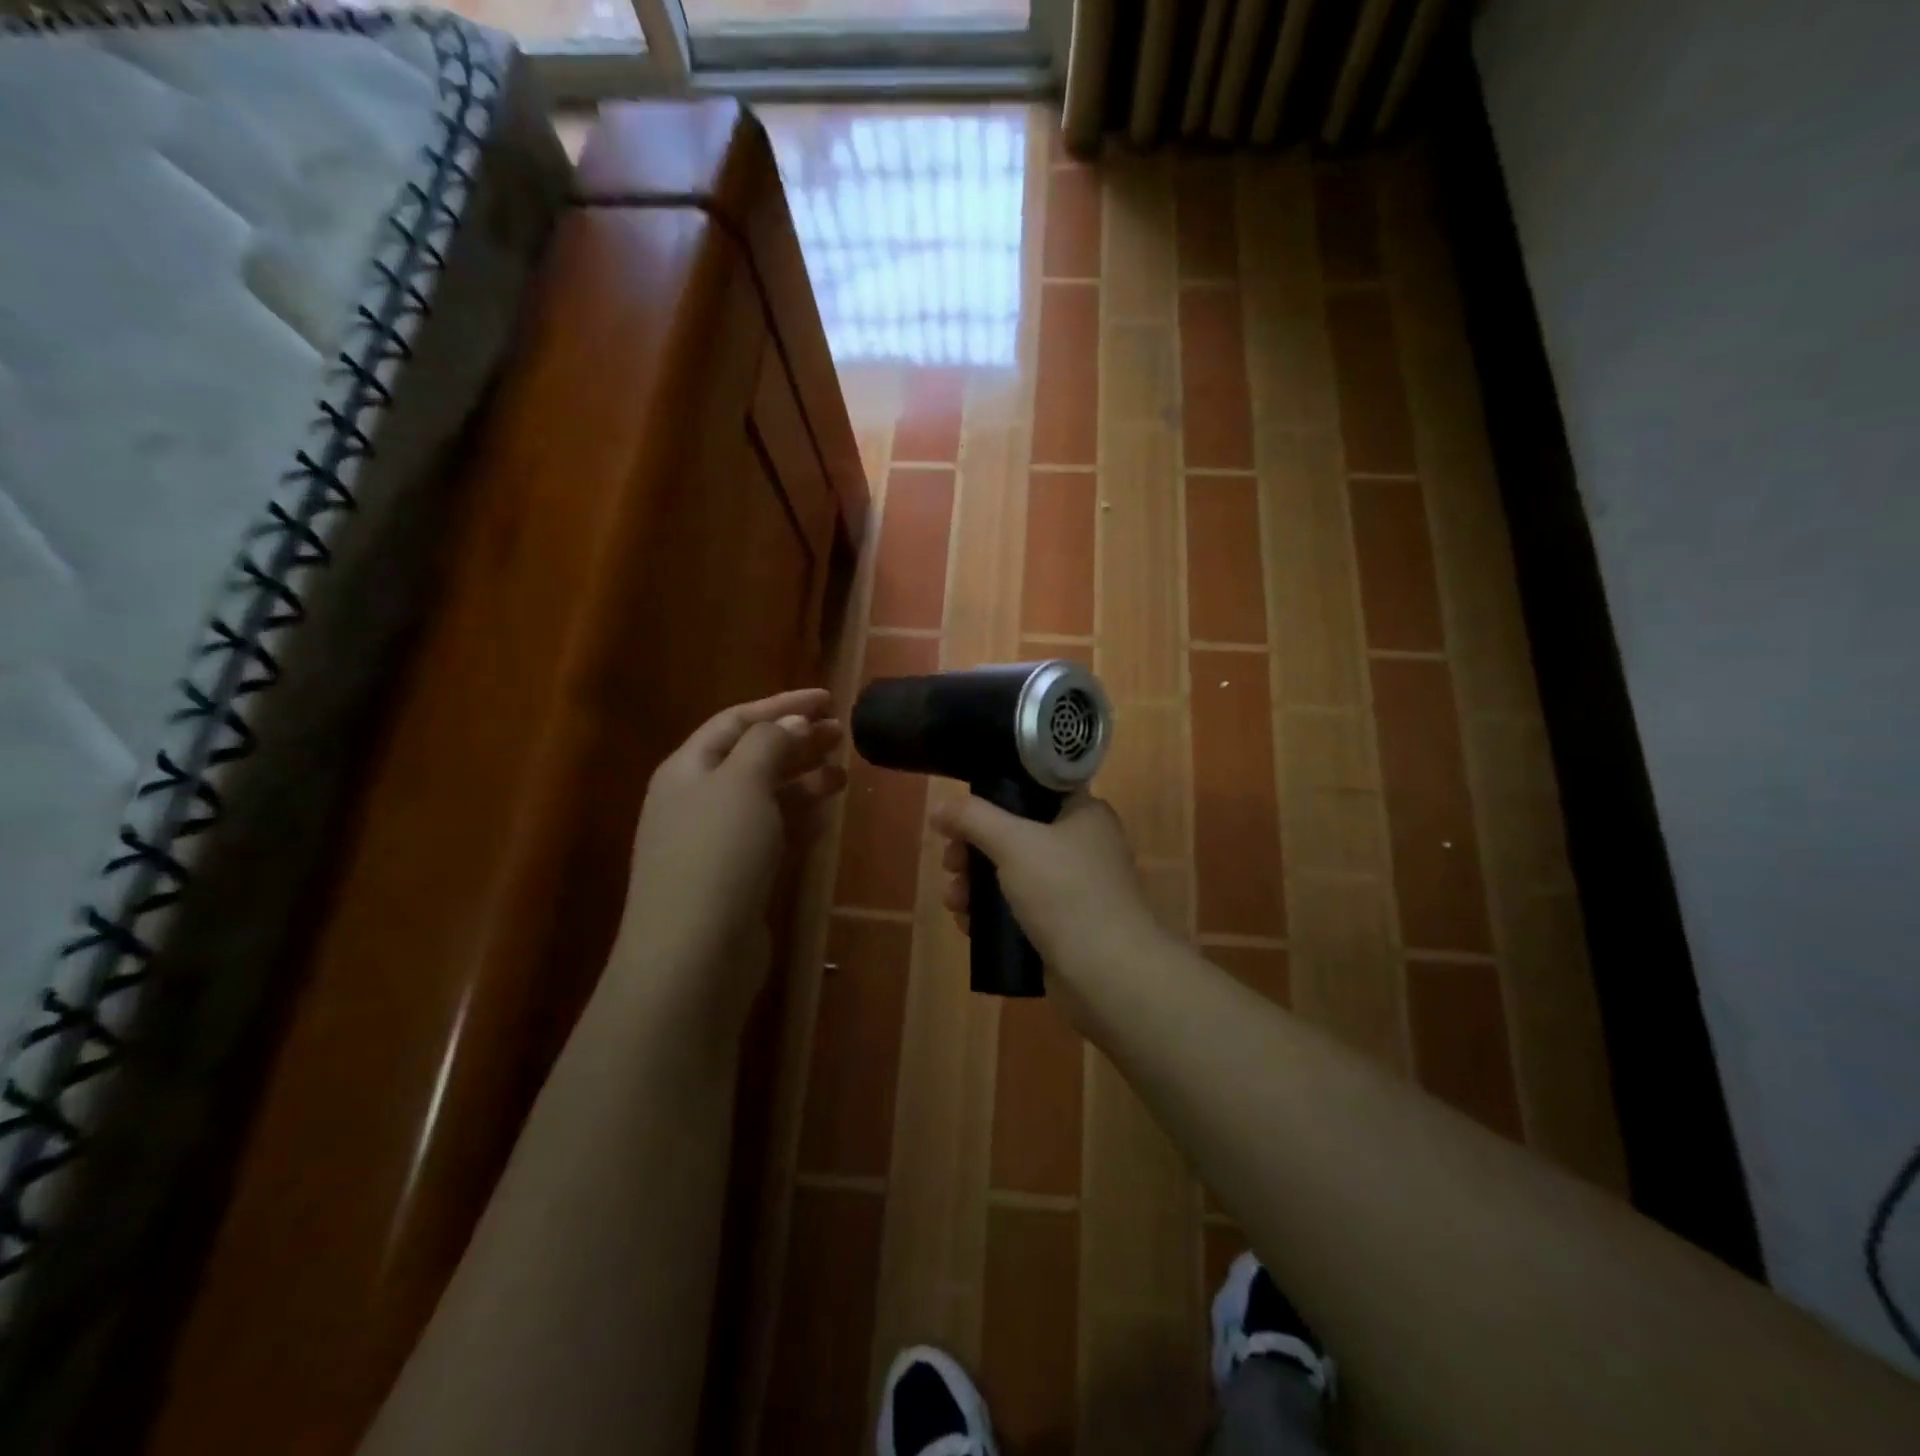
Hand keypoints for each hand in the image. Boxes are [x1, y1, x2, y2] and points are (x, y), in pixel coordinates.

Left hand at [613, 688, 845, 1031]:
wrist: (694, 955)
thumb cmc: (716, 856)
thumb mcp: (741, 784)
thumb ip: (768, 745)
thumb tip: (792, 722)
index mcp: (687, 770)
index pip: (736, 721)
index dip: (781, 704)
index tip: (827, 699)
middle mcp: (696, 801)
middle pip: (751, 758)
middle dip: (795, 741)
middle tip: (841, 732)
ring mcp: (715, 844)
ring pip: (765, 799)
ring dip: (802, 781)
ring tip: (843, 774)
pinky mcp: (735, 879)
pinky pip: (771, 836)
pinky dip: (798, 820)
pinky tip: (825, 817)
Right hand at [930, 791, 1170, 997]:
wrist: (1108, 974)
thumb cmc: (1066, 893)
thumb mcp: (1014, 843)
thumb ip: (972, 818)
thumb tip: (939, 807)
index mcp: (1083, 813)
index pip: (1031, 789)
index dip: (991, 799)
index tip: (960, 818)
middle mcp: (1082, 844)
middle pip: (1014, 834)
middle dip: (973, 850)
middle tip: (950, 864)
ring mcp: (1074, 887)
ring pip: (1011, 874)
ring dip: (975, 884)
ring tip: (954, 902)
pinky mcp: (1063, 924)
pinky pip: (1019, 908)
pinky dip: (992, 912)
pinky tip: (968, 924)